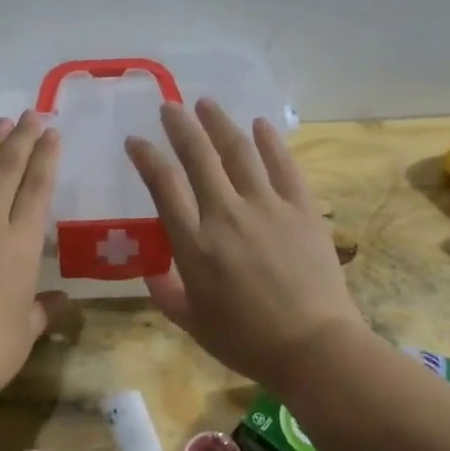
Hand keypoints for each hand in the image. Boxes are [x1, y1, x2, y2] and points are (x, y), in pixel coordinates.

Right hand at [126, 100, 366, 392]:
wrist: (313, 346)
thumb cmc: (246, 341)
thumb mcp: (192, 323)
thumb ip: (166, 293)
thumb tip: (150, 271)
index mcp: (194, 244)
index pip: (164, 185)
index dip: (147, 157)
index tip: (136, 142)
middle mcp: (226, 215)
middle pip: (198, 157)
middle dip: (180, 127)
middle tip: (169, 107)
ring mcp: (267, 207)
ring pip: (239, 151)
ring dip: (219, 123)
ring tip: (206, 104)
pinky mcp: (302, 209)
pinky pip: (283, 165)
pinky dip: (270, 142)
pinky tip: (259, 125)